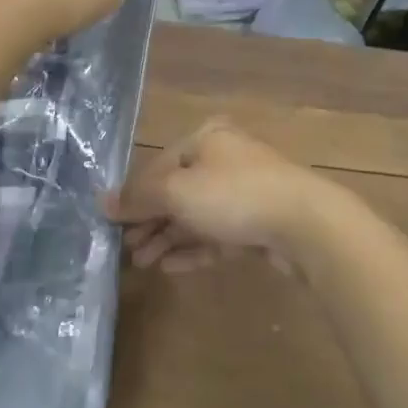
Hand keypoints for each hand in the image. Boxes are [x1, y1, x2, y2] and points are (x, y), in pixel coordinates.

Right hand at [101, 119, 341, 273]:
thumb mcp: (176, 191)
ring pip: (196, 216)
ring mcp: (244, 193)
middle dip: (150, 222)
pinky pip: (217, 235)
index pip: (158, 166)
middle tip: (127, 250)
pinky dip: (193, 249)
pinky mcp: (258, 224)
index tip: (112, 224)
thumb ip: (138, 197)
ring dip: (168, 239)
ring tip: (143, 263)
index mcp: (206, 139)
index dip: (133, 195)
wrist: (305, 224)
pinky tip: (171, 267)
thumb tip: (102, 202)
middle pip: (177, 192)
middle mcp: (225, 161)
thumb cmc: (233, 195)